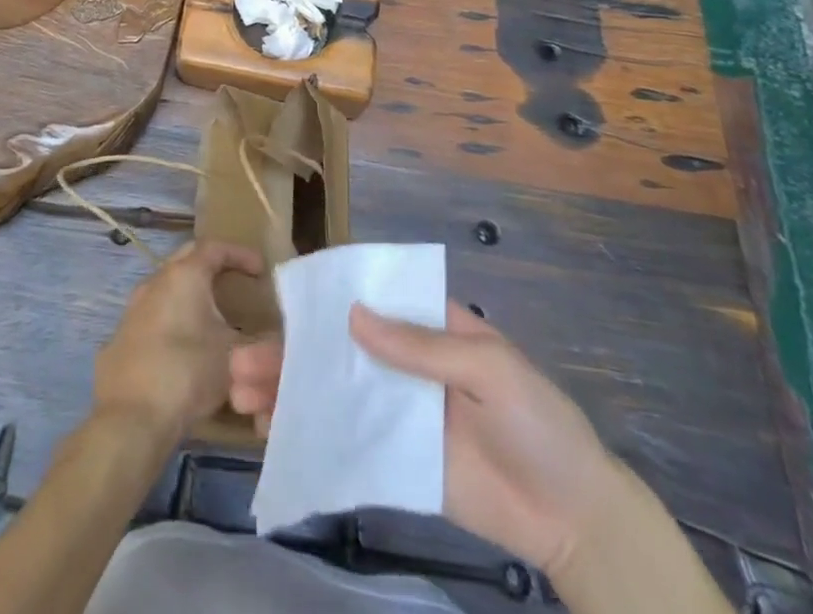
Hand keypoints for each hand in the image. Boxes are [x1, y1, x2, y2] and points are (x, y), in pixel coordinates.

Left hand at [93, 240, 262, 440]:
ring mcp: (134, 309)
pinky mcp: (122, 338)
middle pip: (187, 260)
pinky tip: (183, 347)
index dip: (240, 254)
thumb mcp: (235, 355)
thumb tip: (272, 342)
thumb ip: (257, 342)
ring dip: (190, 295)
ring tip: (210, 316)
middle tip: (234, 281)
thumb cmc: (188, 372)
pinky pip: (153, 316)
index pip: (215, 248)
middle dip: (212, 265)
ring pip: (167, 288)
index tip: (260, 269)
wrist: (132, 417)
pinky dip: (172, 321)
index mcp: (184, 275)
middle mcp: (155, 282)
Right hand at [229, 302, 622, 574]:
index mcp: (428, 324)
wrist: (573, 517)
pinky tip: (273, 435)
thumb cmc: (536, 421)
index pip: (368, 296)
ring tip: (240, 395)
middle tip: (239, 360)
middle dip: (289, 351)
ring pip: (332, 392)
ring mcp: (396, 411)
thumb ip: (421, 346)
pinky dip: (309, 435)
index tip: (278, 297)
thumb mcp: (488, 370)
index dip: (324, 294)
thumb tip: (352, 315)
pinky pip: (345, 441)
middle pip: (337, 347)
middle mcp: (403, 360)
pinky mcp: (395, 459)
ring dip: (288, 391)